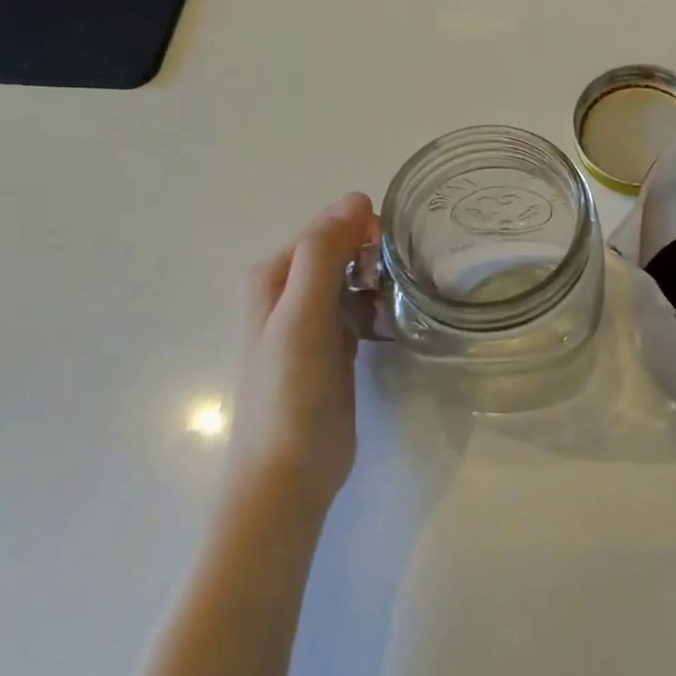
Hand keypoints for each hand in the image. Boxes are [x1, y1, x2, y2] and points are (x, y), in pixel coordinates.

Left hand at [228, 193, 376, 510]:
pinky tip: (395, 320)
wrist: (287, 477)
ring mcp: (310, 321)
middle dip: (373, 254)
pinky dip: (379, 306)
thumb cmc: (290, 395)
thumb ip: (323, 256)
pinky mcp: (332, 346)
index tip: (396, 249)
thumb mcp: (302, 318)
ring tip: (403, 300)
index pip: (324, 227)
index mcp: (272, 277)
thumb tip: (357, 198)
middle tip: (401, 279)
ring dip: (379, 279)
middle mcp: (287, 292)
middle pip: (340, 249)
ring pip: (353, 277)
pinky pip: (360, 306)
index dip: (362, 229)